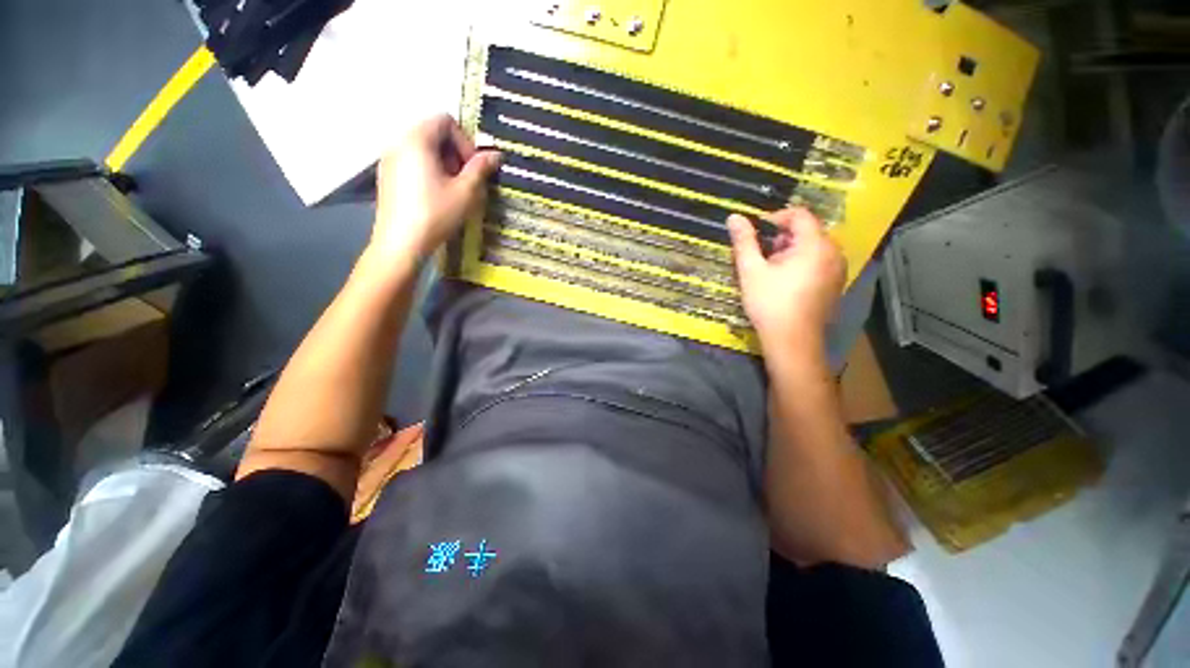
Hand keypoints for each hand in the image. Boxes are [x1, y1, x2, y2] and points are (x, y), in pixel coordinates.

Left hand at [370, 115, 500, 262]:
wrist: (400, 243)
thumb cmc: (435, 215)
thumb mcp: (465, 192)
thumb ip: (480, 169)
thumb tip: (496, 154)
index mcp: (417, 139)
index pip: (445, 120)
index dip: (465, 141)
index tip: (472, 169)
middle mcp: (398, 142)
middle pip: (433, 132)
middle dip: (455, 153)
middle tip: (465, 181)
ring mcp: (389, 159)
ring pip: (423, 148)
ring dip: (444, 163)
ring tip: (452, 191)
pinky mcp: (386, 175)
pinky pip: (412, 161)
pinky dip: (429, 171)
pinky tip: (435, 196)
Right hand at [727, 208, 845, 356]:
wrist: (792, 341)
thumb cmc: (770, 303)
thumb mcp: (751, 270)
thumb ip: (744, 241)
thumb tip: (734, 216)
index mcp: (815, 245)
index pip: (799, 215)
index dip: (775, 218)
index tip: (756, 232)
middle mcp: (834, 253)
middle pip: (808, 231)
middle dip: (782, 238)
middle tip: (761, 256)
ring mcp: (838, 270)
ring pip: (813, 248)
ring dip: (791, 251)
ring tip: (771, 270)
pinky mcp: (835, 285)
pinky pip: (819, 263)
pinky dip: (802, 264)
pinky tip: (786, 283)